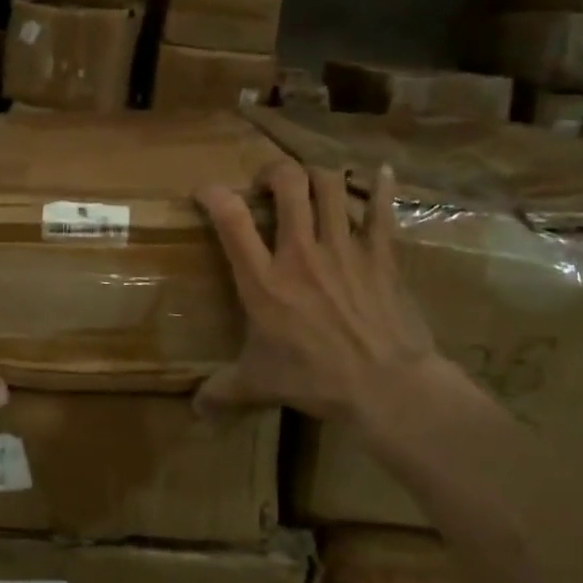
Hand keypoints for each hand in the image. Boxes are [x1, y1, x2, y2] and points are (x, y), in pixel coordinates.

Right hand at [195, 160, 443, 426]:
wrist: (387, 388)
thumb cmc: (316, 380)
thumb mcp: (260, 383)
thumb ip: (223, 390)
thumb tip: (194, 410)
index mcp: (264, 280)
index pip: (231, 219)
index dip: (214, 194)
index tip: (206, 191)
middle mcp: (301, 253)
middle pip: (289, 185)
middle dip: (275, 172)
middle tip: (269, 184)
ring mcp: (344, 249)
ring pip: (332, 186)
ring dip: (318, 175)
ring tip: (311, 183)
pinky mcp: (380, 255)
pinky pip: (380, 210)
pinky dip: (379, 187)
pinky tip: (379, 171)